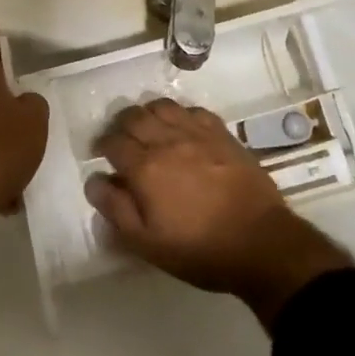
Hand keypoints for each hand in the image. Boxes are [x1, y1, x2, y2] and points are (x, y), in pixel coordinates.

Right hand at [86, 100, 351, 327]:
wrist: (261, 243)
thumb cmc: (199, 249)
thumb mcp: (147, 243)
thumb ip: (116, 209)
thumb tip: (94, 181)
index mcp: (145, 167)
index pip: (112, 142)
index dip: (101, 145)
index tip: (100, 155)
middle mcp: (167, 140)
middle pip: (133, 116)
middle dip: (120, 125)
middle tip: (121, 141)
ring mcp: (197, 133)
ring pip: (161, 106)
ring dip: (147, 114)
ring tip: (148, 130)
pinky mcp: (222, 133)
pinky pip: (192, 110)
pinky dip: (179, 115)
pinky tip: (182, 130)